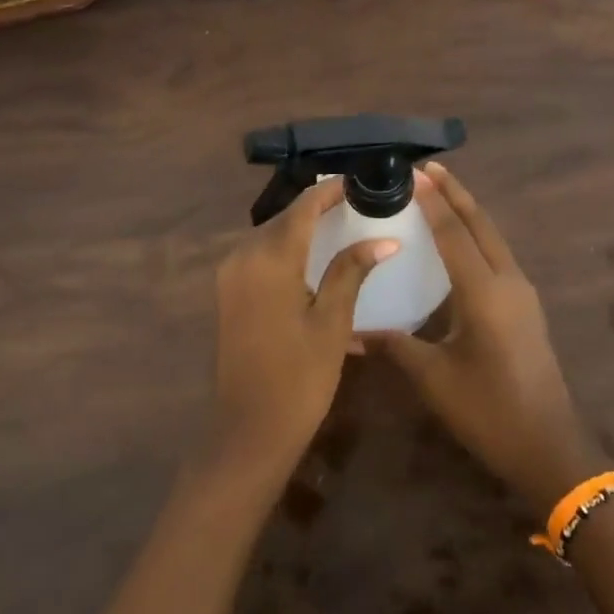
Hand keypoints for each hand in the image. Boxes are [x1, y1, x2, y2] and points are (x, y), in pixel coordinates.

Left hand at [206, 177, 395, 486]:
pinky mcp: (228, 295)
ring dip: (300, 230)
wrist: (249, 431)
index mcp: (270, 258)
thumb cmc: (300, 377)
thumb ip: (352, 271)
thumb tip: (385, 239)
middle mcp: (243, 256)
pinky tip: (313, 263)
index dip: (330, 191)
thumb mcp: (333, 321)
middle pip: (284, 219)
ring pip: (270, 237)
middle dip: (316, 208)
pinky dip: (286, 252)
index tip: (358, 182)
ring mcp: (230, 276)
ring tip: (338, 227)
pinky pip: (259, 258)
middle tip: (354, 204)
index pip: (303, 207)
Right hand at [366, 163, 603, 513]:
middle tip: (428, 168)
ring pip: (493, 237)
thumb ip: (393, 346)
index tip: (412, 172)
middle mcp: (508, 282)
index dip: (432, 201)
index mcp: (484, 292)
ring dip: (468, 211)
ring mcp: (522, 293)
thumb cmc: (488, 412)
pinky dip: (477, 235)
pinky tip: (461, 241)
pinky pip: (498, 255)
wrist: (549, 448)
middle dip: (455, 193)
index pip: (453, 233)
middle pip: (481, 224)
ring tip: (441, 192)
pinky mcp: (526, 307)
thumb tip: (350, 333)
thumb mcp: (433, 379)